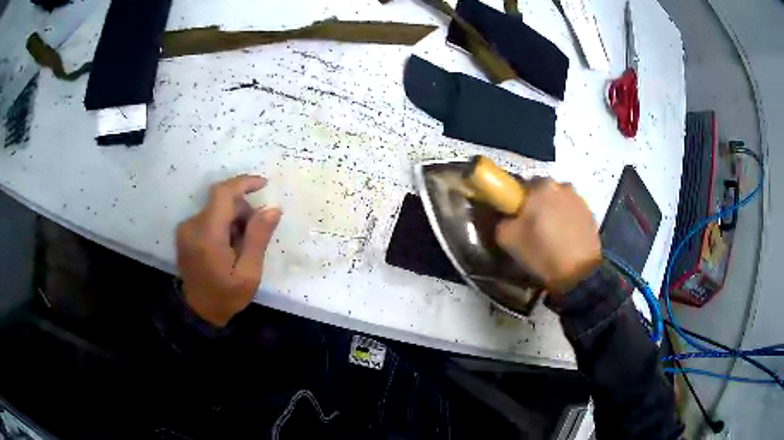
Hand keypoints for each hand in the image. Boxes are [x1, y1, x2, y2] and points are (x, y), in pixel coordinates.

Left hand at [176, 175, 281, 325]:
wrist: (199, 311)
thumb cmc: (226, 296)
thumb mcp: (249, 273)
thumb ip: (258, 238)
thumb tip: (272, 208)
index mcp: (207, 235)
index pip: (222, 193)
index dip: (243, 183)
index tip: (264, 185)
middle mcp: (192, 226)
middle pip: (221, 202)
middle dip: (242, 211)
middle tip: (255, 236)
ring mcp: (185, 229)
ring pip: (215, 209)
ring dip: (233, 219)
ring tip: (240, 246)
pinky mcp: (184, 233)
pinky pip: (208, 217)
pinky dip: (222, 224)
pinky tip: (228, 245)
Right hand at [496, 179, 600, 293]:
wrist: (579, 273)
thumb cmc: (542, 252)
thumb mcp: (508, 240)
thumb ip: (502, 220)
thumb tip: (507, 217)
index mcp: (541, 186)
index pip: (523, 185)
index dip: (518, 201)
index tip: (517, 218)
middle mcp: (561, 185)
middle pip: (543, 191)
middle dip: (538, 205)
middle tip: (533, 227)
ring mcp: (579, 198)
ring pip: (559, 201)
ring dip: (554, 212)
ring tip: (552, 235)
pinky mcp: (590, 213)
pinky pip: (572, 212)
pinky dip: (567, 221)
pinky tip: (565, 239)